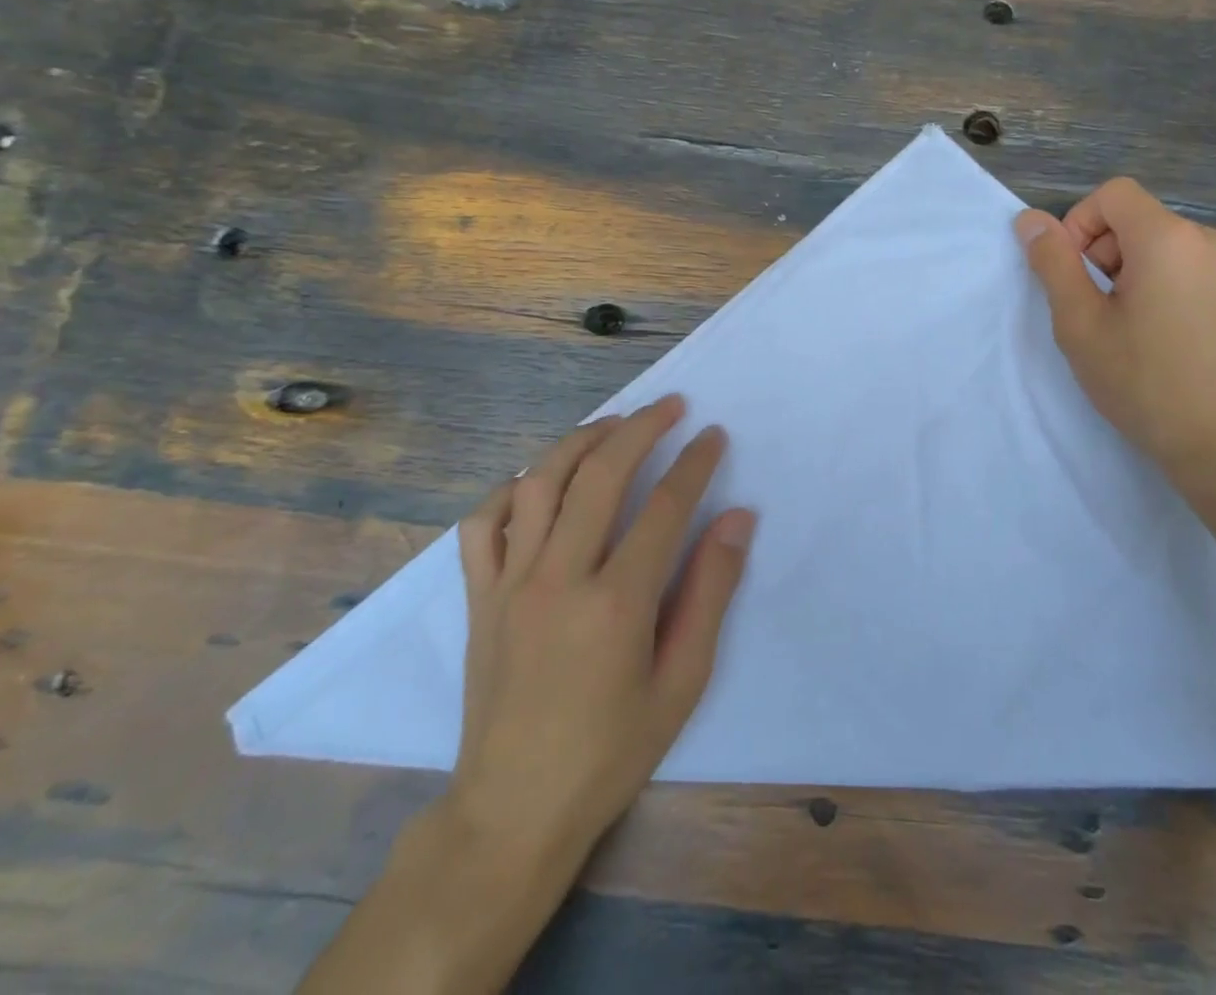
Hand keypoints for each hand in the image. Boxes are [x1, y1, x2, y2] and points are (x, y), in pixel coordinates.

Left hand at [446, 395, 755, 857]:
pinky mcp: (478, 596)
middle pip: (601, 475)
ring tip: (614, 425)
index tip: (714, 436)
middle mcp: (559, 578)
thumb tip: (737, 519)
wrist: (513, 810)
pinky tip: (538, 481)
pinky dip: (511, 488)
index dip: (694, 463)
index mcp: (615, 604)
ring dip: (581, 441)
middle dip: (641, 428)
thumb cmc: (610, 751)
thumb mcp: (681, 682)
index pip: (664, 507)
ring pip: (541, 483)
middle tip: (671, 406)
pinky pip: (483, 523)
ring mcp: (510, 583)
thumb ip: (710, 592)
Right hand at [1015, 179, 1215, 487]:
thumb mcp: (1080, 323)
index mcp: (1170, 239)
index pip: (1113, 194)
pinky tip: (1165, 333)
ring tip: (1131, 326)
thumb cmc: (1143, 383)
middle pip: (1139, 219)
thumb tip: (1030, 220)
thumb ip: (1053, 263)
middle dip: (1106, 252)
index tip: (1074, 275)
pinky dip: (1167, 283)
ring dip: (1135, 269)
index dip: (1080, 224)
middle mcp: (1213, 239)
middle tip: (1097, 310)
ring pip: (1166, 243)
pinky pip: (1193, 265)